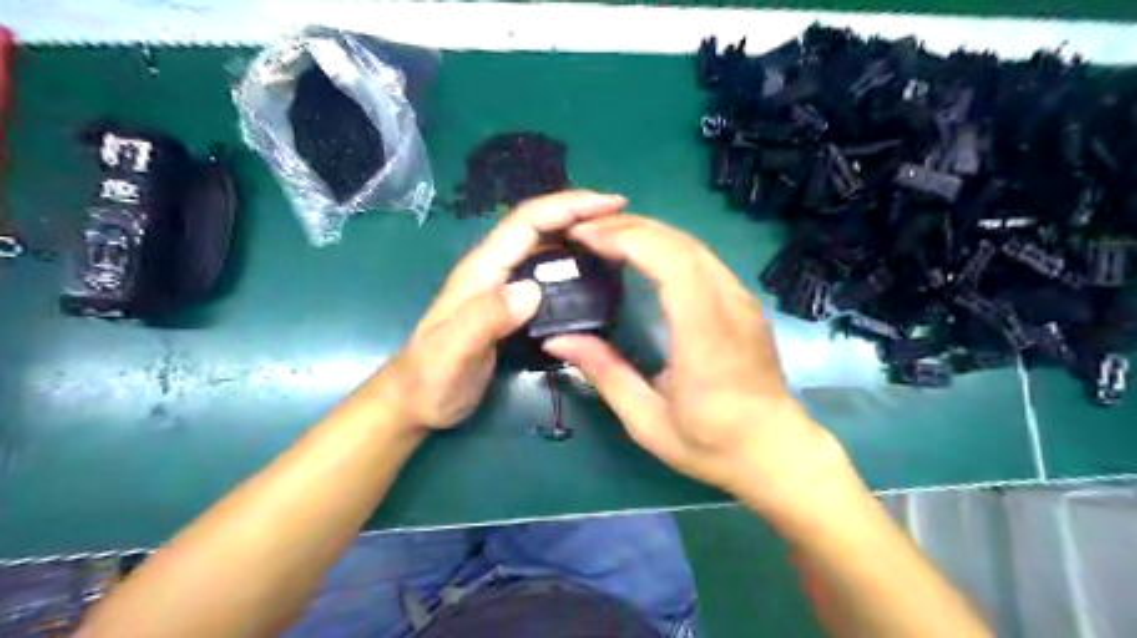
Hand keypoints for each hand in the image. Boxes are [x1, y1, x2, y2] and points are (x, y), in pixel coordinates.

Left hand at [367, 189, 626, 428]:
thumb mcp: (453, 352)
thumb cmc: (430, 378)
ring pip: (544, 247)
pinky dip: (571, 264)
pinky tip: (592, 274)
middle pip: (539, 226)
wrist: (415, 401)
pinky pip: (546, 274)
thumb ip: (485, 318)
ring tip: (616, 241)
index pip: (527, 222)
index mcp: (482, 270)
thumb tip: (533, 289)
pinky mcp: (510, 306)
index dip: (569, 206)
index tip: (611, 204)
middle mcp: (494, 269)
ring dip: (578, 235)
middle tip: (624, 220)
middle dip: (580, 213)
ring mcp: (502, 287)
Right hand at [543, 214, 852, 518]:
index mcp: (705, 336)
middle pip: (680, 244)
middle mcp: (729, 306)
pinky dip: (665, 246)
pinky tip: (641, 254)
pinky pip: (702, 259)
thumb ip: (605, 374)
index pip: (671, 263)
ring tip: (604, 236)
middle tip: (582, 231)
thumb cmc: (712, 444)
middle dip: (627, 228)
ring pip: (692, 245)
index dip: (627, 240)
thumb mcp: (648, 421)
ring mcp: (742, 300)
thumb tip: (557, 339)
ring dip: (646, 232)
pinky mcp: (743, 302)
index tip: (584, 237)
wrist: (777, 451)